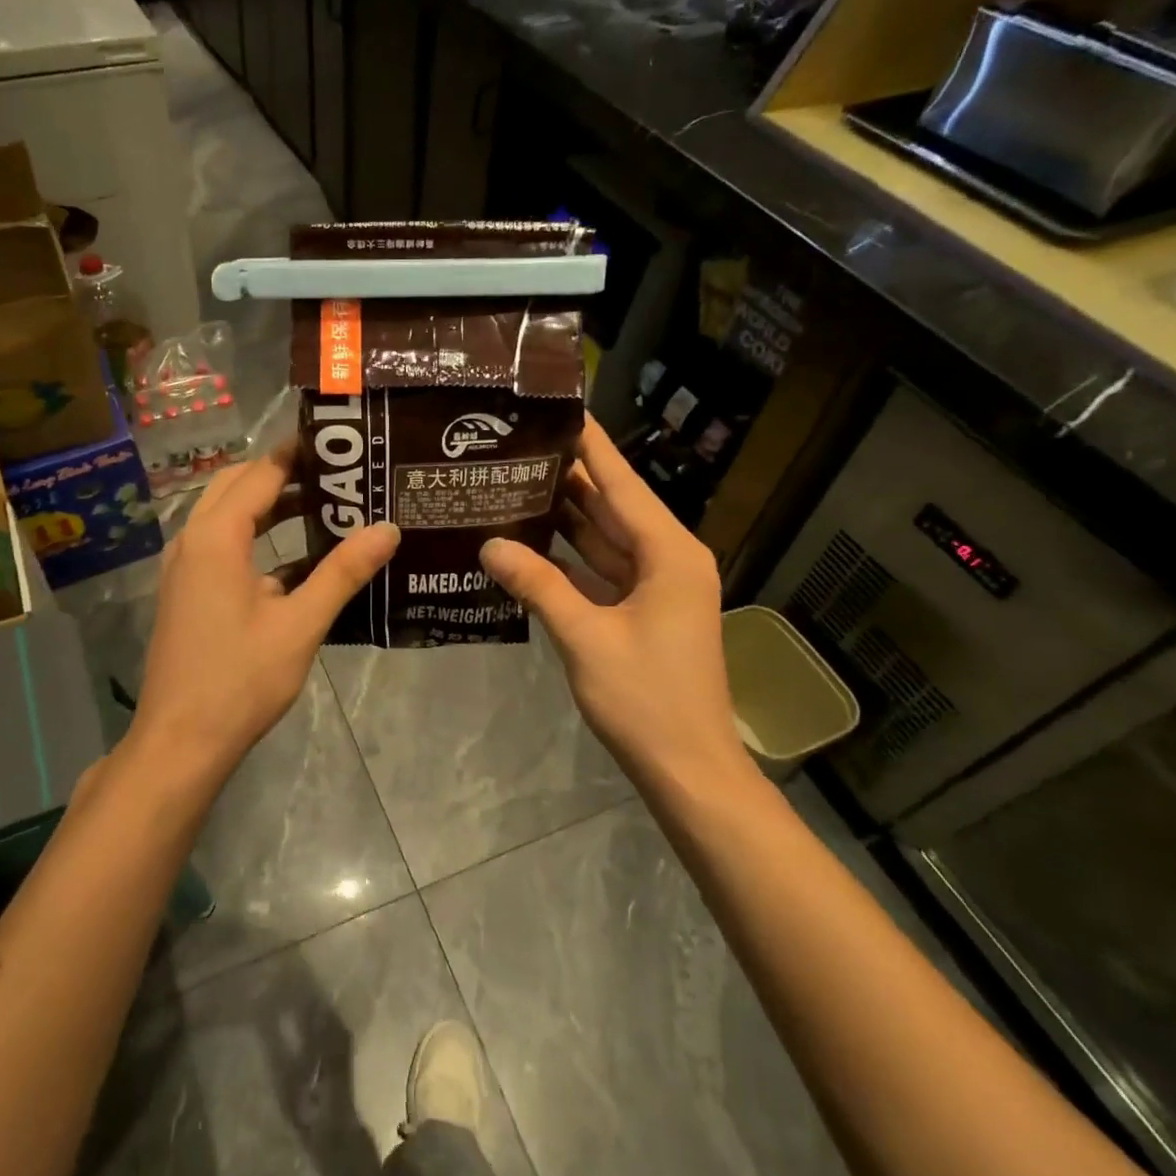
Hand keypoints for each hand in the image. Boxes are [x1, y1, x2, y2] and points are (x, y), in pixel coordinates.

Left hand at [126, 448, 399, 783]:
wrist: (181, 741)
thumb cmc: (241, 679)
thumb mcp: (301, 624)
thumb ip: (343, 572)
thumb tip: (388, 528)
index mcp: (216, 536)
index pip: (261, 474)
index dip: (297, 455)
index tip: (339, 445)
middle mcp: (192, 540)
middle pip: (238, 486)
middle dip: (283, 474)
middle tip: (336, 475)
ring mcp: (184, 567)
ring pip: (227, 516)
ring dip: (269, 506)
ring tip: (325, 508)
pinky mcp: (186, 592)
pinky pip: (221, 545)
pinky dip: (255, 538)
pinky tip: (298, 561)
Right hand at [479, 414, 754, 801]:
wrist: (687, 768)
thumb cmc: (644, 698)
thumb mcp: (584, 636)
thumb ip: (537, 584)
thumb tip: (488, 545)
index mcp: (668, 553)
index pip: (622, 483)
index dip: (590, 444)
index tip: (559, 407)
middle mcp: (668, 559)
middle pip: (612, 505)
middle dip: (568, 476)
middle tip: (516, 446)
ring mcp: (657, 587)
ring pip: (605, 537)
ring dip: (565, 515)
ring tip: (514, 482)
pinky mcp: (642, 611)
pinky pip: (602, 570)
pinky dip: (569, 557)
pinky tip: (529, 542)